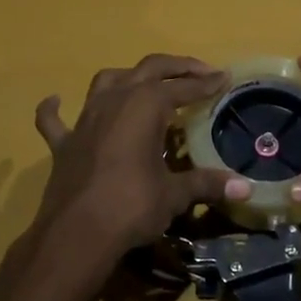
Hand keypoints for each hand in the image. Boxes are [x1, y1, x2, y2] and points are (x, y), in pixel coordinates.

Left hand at [29, 55, 250, 277]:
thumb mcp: (175, 195)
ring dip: (128, 77)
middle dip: (176, 67)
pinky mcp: (63, 142)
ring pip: (106, 81)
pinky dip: (55, 109)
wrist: (77, 233)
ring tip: (144, 83)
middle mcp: (115, 101)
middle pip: (148, 69)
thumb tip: (246, 187)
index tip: (224, 77)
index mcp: (145, 106)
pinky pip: (54, 119)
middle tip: (199, 72)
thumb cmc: (132, 207)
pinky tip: (55, 101)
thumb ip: (207, 184)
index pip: (183, 87)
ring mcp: (85, 119)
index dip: (205, 82)